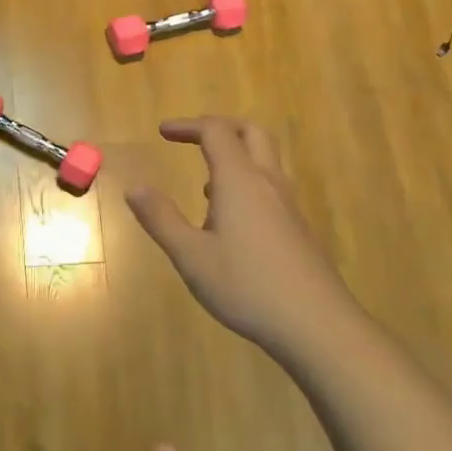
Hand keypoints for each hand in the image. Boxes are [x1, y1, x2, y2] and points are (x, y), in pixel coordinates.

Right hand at [125, 117, 351, 356]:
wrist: (317, 324)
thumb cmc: (247, 286)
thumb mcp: (191, 256)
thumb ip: (161, 219)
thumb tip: (134, 188)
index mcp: (239, 181)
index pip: (216, 132)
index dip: (188, 125)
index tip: (163, 132)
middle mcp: (267, 183)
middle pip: (251, 133)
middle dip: (220, 127)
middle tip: (192, 138)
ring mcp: (288, 206)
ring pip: (265, 161)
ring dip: (236, 157)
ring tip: (204, 184)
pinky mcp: (298, 228)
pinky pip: (270, 188)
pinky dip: (247, 184)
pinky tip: (230, 221)